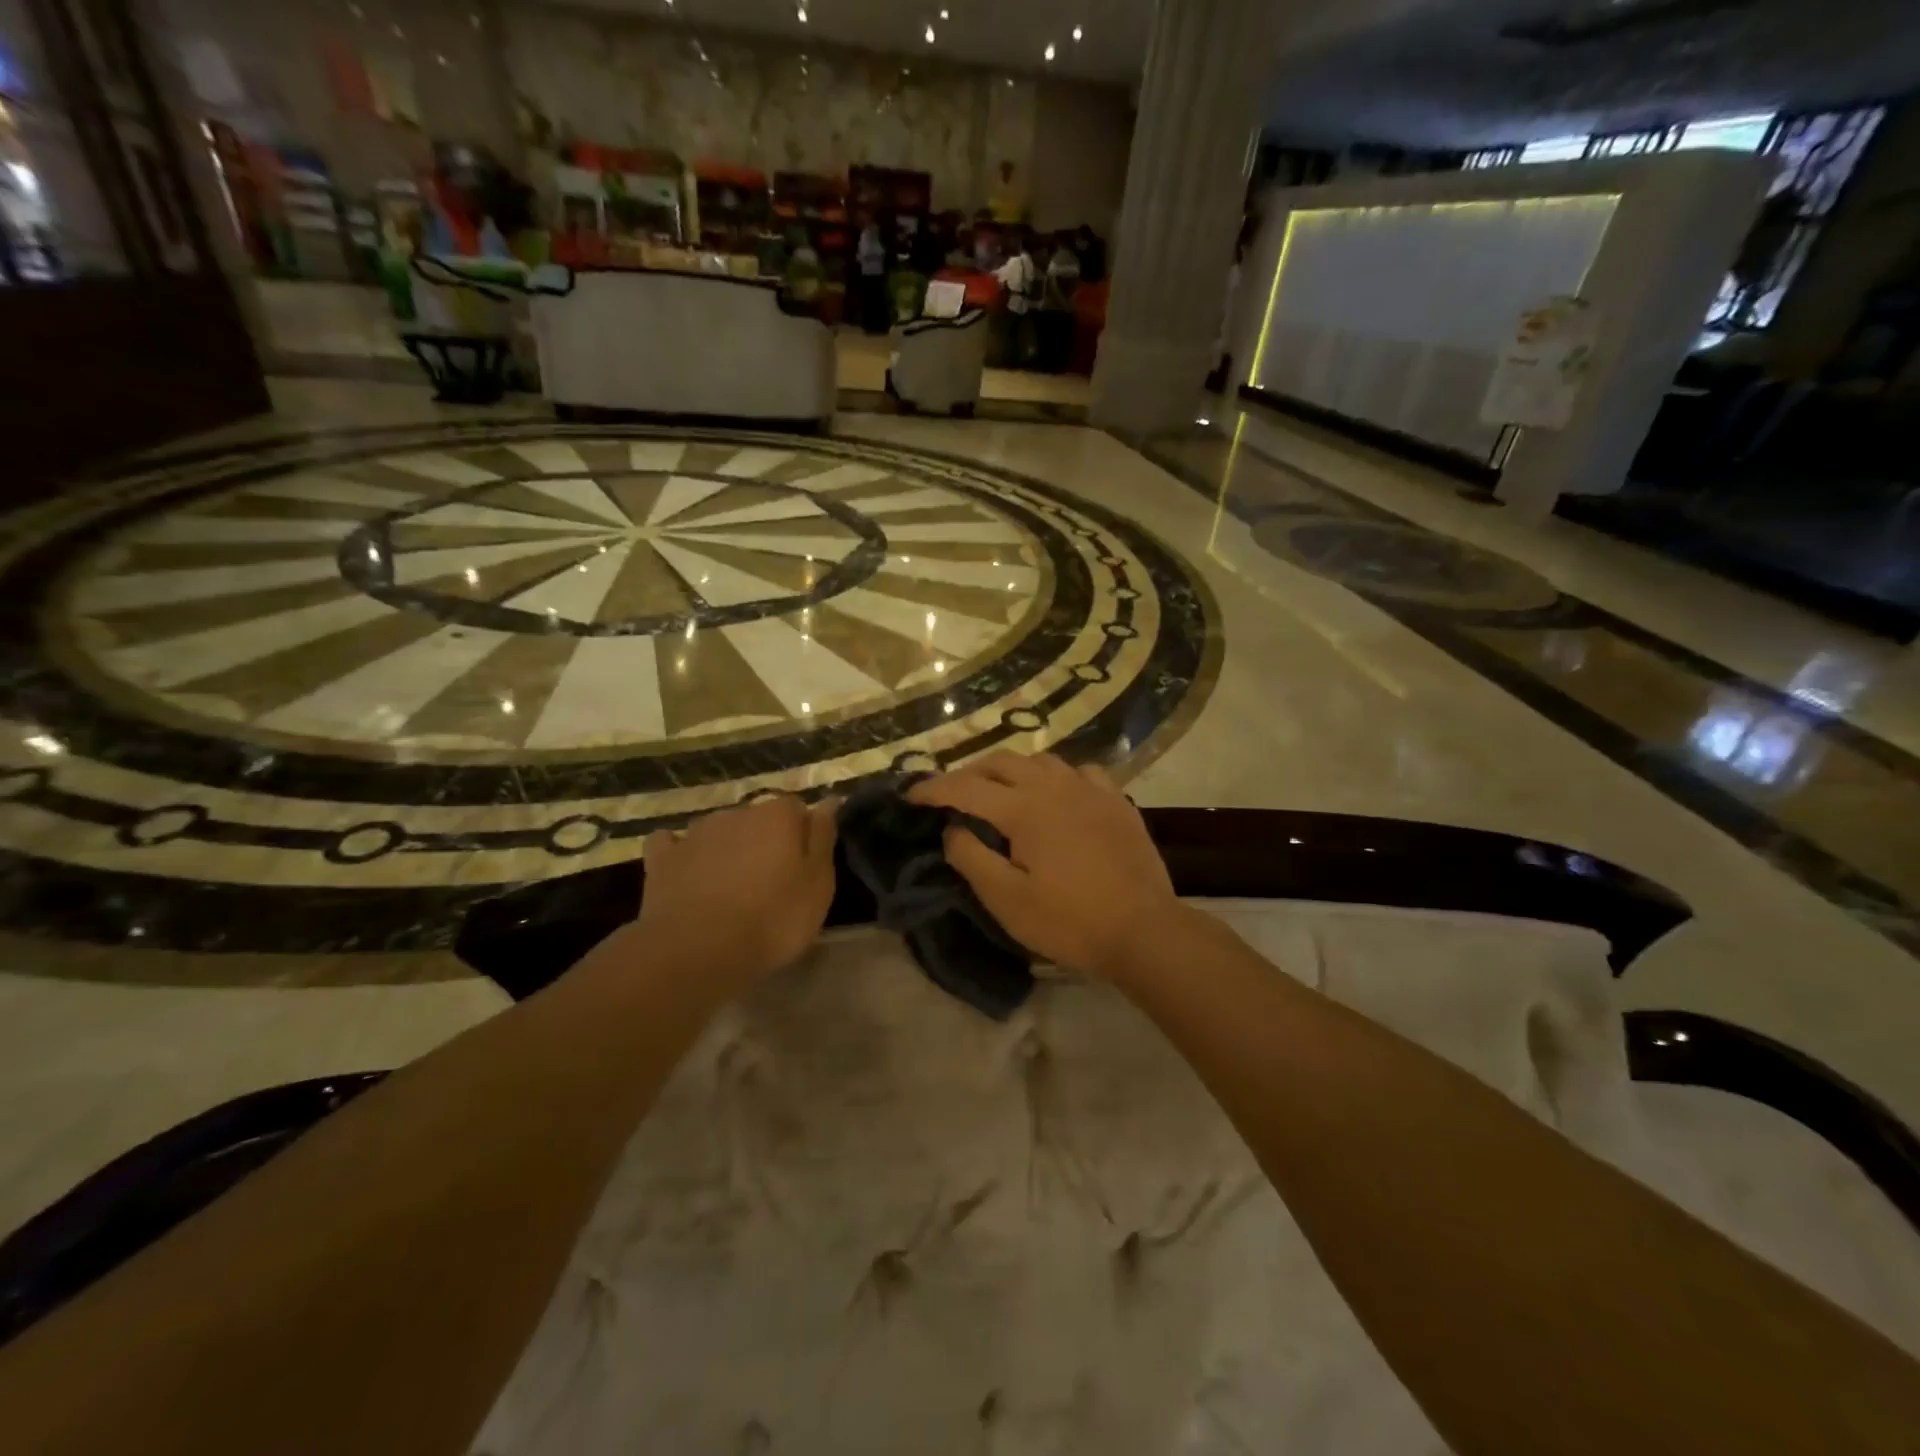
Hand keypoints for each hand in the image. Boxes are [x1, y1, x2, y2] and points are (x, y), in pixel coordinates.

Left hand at [635, 794, 838, 987]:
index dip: (801, 835)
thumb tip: (829, 799)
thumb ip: (823, 837)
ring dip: (727, 849)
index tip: (804, 865)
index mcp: (778, 815)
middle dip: (763, 841)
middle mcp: (737, 812)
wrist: (698, 951)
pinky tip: (686, 873)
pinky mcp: (663, 859)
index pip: (796, 808)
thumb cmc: (772, 919)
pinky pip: (672, 845)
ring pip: (719, 831)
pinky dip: (681, 855)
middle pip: (756, 819)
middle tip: (770, 881)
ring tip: (731, 887)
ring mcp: (695, 833)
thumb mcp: (818, 884)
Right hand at [908, 753, 1178, 978]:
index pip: (965, 787)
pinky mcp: (1117, 801)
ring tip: (1001, 791)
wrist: (1143, 929)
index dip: (933, 788)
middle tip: (952, 794)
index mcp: (1023, 808)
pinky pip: (1081, 771)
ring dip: (1012, 769)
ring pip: (1041, 760)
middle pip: (1001, 762)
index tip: (910, 794)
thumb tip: (953, 829)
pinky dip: (1058, 776)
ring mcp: (1090, 789)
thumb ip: (971, 858)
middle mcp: (1055, 786)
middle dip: (969, 772)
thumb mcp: (1006, 900)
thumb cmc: (1069, 920)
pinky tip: (1058, 793)